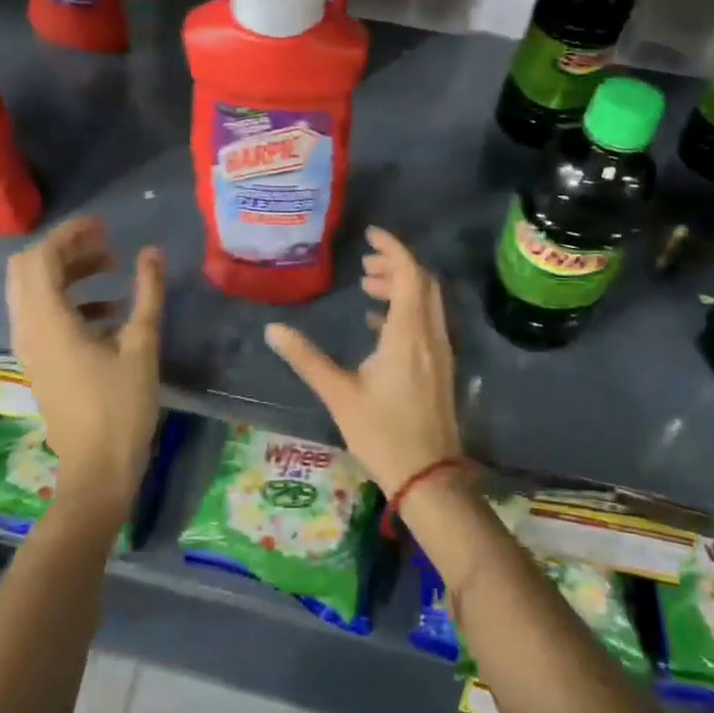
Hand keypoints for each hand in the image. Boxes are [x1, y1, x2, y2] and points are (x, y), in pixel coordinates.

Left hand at [5, 216, 164, 512]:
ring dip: (67, 272)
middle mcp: (28, 328)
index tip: (103, 225)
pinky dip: (68, 298)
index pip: (41, 258)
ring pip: (33, 291)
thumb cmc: (121, 407)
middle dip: (65, 249)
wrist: (97, 471)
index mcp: (48, 321)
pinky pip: (42, 314)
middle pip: (28, 269)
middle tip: (104, 243)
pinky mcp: (39, 361)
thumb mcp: (142, 344)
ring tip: (110, 268)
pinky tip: (108, 308)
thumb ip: (147, 293)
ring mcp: (29, 347)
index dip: (69, 234)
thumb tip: (152, 252)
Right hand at [263, 227, 461, 494]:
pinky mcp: (441, 368)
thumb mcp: (339, 394)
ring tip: (367, 287)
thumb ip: (306, 358)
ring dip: (401, 287)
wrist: (429, 477)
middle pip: (421, 282)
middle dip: (395, 265)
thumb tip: (273, 329)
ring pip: (426, 302)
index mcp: (407, 332)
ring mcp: (440, 352)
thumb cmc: (383, 433)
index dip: (392, 247)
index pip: (408, 272)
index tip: (370, 234)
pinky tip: (378, 324)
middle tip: (364, 264)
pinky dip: (406, 310)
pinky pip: (427, 322)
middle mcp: (430, 334)